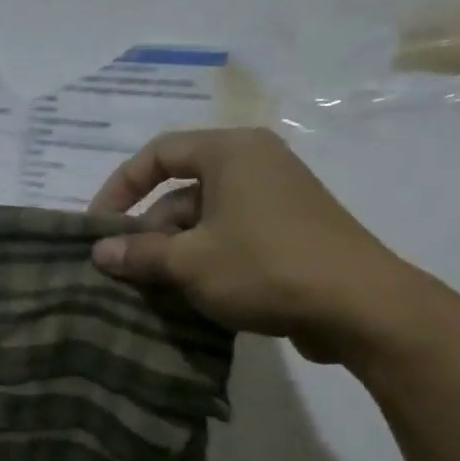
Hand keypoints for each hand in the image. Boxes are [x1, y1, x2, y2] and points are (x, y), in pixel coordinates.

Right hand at [87, 128, 423, 364]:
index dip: (120, 187)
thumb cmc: (264, 267)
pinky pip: (229, 235)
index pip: (158, 153)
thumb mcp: (188, 262)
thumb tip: (98, 252)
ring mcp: (275, 199)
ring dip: (172, 250)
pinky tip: (189, 294)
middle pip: (180, 190)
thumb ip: (138, 253)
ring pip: (203, 218)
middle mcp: (255, 164)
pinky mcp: (288, 231)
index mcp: (231, 153)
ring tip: (152, 288)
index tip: (98, 226)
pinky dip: (203, 258)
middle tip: (125, 268)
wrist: (360, 307)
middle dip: (147, 230)